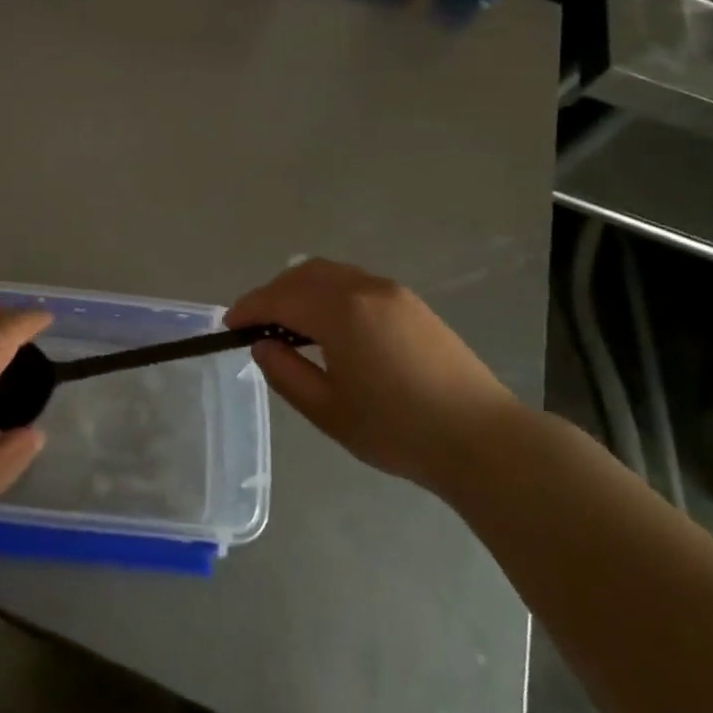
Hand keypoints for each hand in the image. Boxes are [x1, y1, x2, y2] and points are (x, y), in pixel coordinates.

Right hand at [227, 258, 519, 490]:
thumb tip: (261, 344)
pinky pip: (354, 281)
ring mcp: (391, 291)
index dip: (248, 309)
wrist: (483, 439)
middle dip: (272, 294)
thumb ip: (285, 372)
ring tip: (289, 324)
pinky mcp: (410, 302)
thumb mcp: (328, 411)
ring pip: (329, 273)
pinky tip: (329, 324)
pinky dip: (328, 291)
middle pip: (302, 275)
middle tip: (256, 326)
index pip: (278, 298)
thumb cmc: (398, 430)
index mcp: (340, 311)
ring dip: (300, 289)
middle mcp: (363, 288)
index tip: (229, 326)